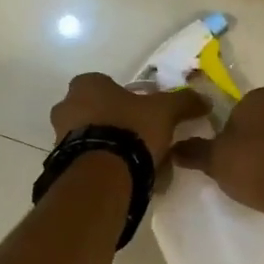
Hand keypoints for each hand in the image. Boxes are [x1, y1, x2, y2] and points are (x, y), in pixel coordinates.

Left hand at [49, 73, 210, 166]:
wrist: (102, 175)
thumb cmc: (130, 129)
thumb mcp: (165, 111)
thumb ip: (183, 102)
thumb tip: (204, 100)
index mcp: (87, 85)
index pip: (107, 84)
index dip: (128, 98)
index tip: (146, 113)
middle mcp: (66, 106)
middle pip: (97, 112)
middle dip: (118, 123)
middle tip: (144, 139)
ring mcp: (59, 137)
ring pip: (92, 137)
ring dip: (111, 147)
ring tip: (139, 165)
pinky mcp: (62, 165)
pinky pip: (88, 161)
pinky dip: (104, 167)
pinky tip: (126, 179)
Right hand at [170, 86, 263, 219]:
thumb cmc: (254, 165)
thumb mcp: (214, 159)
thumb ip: (193, 151)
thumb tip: (173, 148)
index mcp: (261, 96)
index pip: (238, 107)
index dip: (228, 129)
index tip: (223, 151)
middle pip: (261, 120)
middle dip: (250, 138)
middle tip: (237, 164)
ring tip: (257, 178)